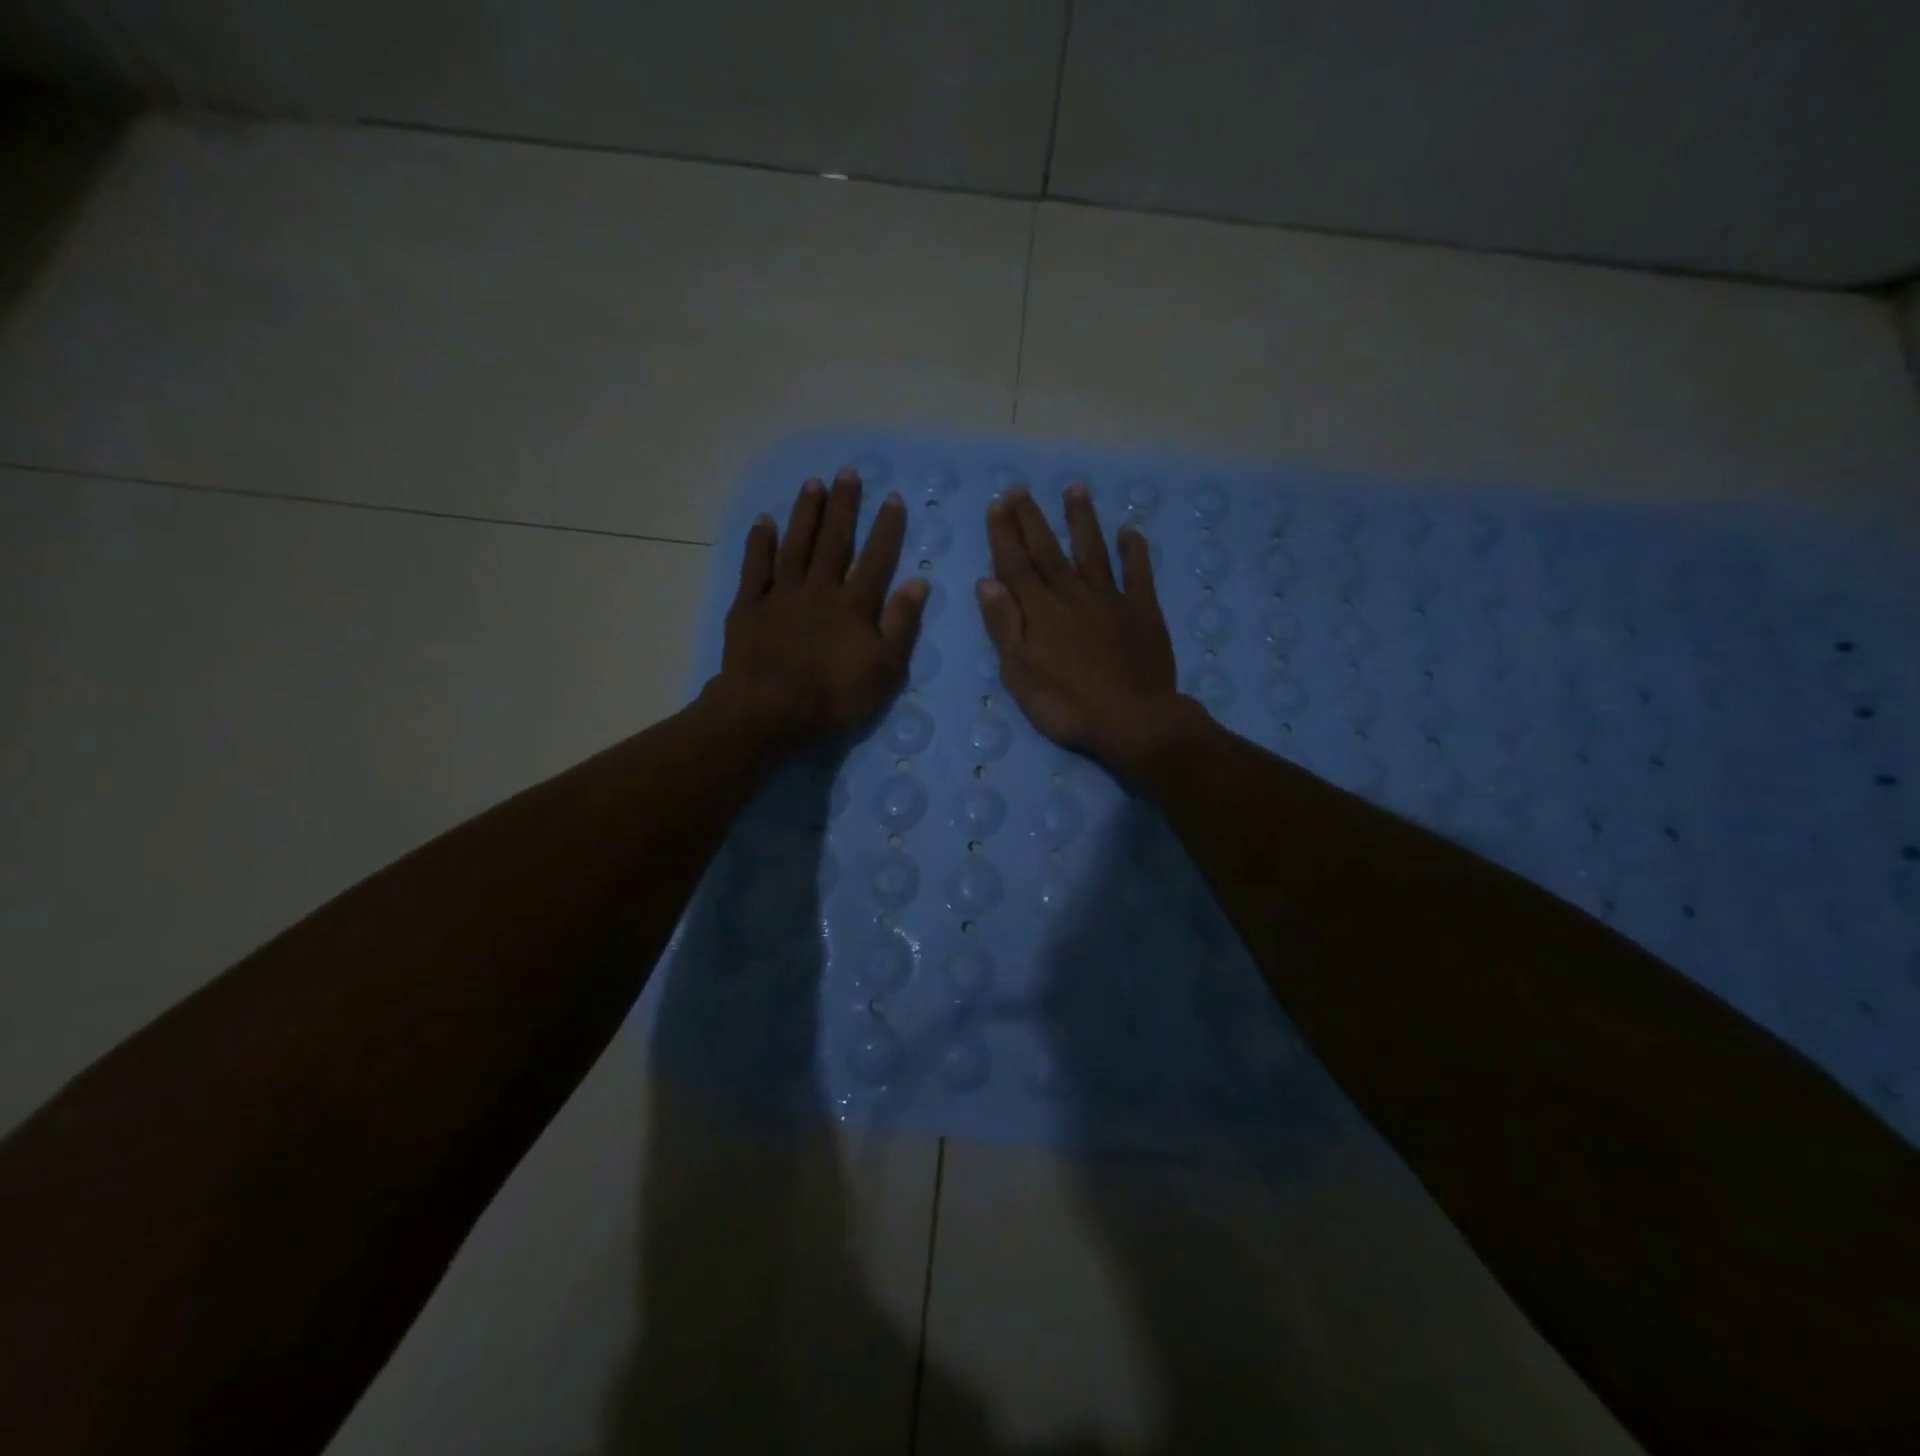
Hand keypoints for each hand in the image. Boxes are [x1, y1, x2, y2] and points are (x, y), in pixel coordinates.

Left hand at [710, 469, 928, 741]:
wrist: (769, 710)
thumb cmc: (834, 697)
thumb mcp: (885, 669)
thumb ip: (902, 624)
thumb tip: (920, 582)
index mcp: (854, 605)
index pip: (876, 558)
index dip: (886, 528)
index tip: (892, 498)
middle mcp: (819, 589)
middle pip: (834, 541)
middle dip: (843, 506)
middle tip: (848, 472)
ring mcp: (781, 595)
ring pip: (796, 545)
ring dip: (805, 514)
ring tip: (813, 483)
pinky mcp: (749, 606)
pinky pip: (755, 567)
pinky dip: (760, 543)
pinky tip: (765, 521)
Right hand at [977, 483, 1202, 772]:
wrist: (1133, 720)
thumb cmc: (1067, 705)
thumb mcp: (1020, 674)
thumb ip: (1004, 626)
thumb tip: (987, 582)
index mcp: (1040, 611)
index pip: (1015, 565)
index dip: (1004, 534)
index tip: (997, 505)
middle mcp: (1073, 595)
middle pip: (1048, 551)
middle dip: (1031, 519)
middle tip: (1019, 489)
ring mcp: (1111, 600)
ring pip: (1092, 551)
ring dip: (1082, 520)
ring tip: (1075, 489)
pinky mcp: (1143, 611)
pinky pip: (1139, 573)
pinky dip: (1134, 551)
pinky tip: (1130, 531)